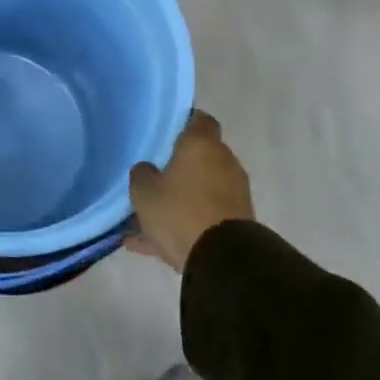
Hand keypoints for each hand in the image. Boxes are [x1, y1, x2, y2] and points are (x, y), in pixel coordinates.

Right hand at [127, 110, 254, 272]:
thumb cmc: (180, 211)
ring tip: (147, 217)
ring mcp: (234, 193)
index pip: (198, 119)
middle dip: (177, 166)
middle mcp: (223, 162)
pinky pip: (204, 215)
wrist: (223, 261)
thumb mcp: (144, 190)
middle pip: (198, 156)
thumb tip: (148, 169)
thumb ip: (142, 172)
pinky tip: (152, 243)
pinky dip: (185, 223)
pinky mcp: (238, 222)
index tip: (162, 132)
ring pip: (199, 189)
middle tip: (151, 175)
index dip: (182, 122)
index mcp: (202, 144)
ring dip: (180, 198)